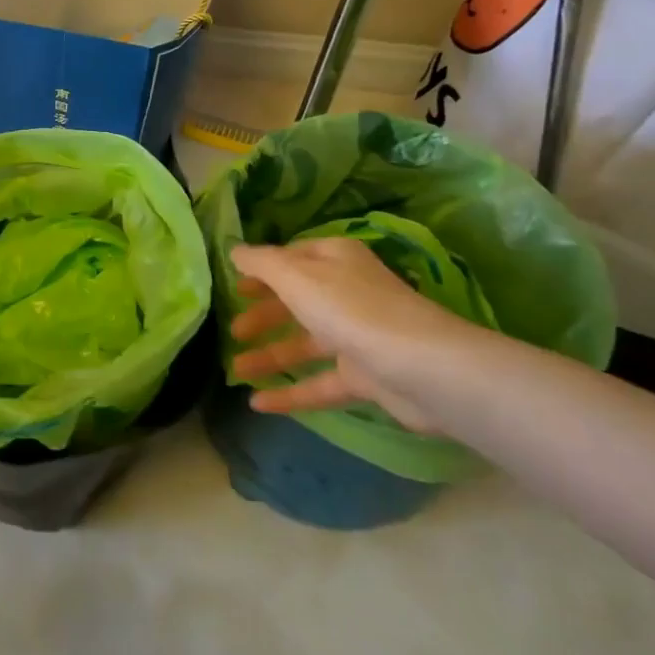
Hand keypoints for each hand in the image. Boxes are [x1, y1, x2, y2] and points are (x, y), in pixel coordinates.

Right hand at [228, 238, 485, 432]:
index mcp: (334, 260)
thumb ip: (262, 263)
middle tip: (232, 331)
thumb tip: (235, 251)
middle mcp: (346, 292)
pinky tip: (258, 404)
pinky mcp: (365, 376)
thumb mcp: (296, 277)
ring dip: (269, 356)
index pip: (291, 258)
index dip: (262, 271)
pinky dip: (290, 392)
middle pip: (296, 301)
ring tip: (234, 371)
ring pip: (304, 344)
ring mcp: (357, 336)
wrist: (423, 369)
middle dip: (262, 316)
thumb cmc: (352, 310)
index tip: (234, 286)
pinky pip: (319, 382)